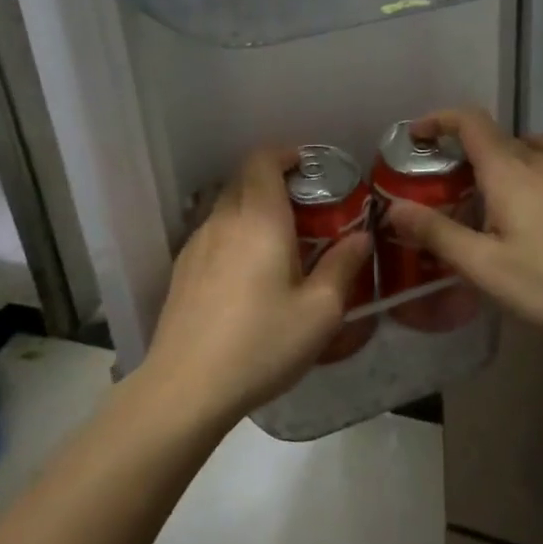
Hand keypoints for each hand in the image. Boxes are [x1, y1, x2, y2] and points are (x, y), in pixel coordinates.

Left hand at [143, 147, 371, 424]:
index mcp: (259, 219)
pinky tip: (248, 274)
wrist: (185, 389)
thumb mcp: (320, 312)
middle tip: (305, 208)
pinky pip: (213, 233)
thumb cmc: (261, 344)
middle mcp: (224, 220)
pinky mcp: (182, 270)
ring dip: (253, 209)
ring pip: (227, 207)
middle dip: (275, 181)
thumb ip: (343, 266)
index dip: (286, 154)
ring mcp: (197, 244)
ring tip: (279, 243)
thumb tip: (360, 236)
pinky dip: (235, 234)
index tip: (310, 168)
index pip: (263, 159)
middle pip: (244, 179)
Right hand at [385, 109, 542, 341]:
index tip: (417, 135)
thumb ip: (437, 233)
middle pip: (494, 135)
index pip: (470, 122)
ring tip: (484, 188)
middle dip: (462, 148)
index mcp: (509, 170)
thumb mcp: (482, 265)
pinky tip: (528, 198)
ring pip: (524, 147)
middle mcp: (539, 160)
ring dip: (497, 156)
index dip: (440, 119)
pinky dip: (526, 165)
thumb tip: (394, 208)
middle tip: (441, 182)